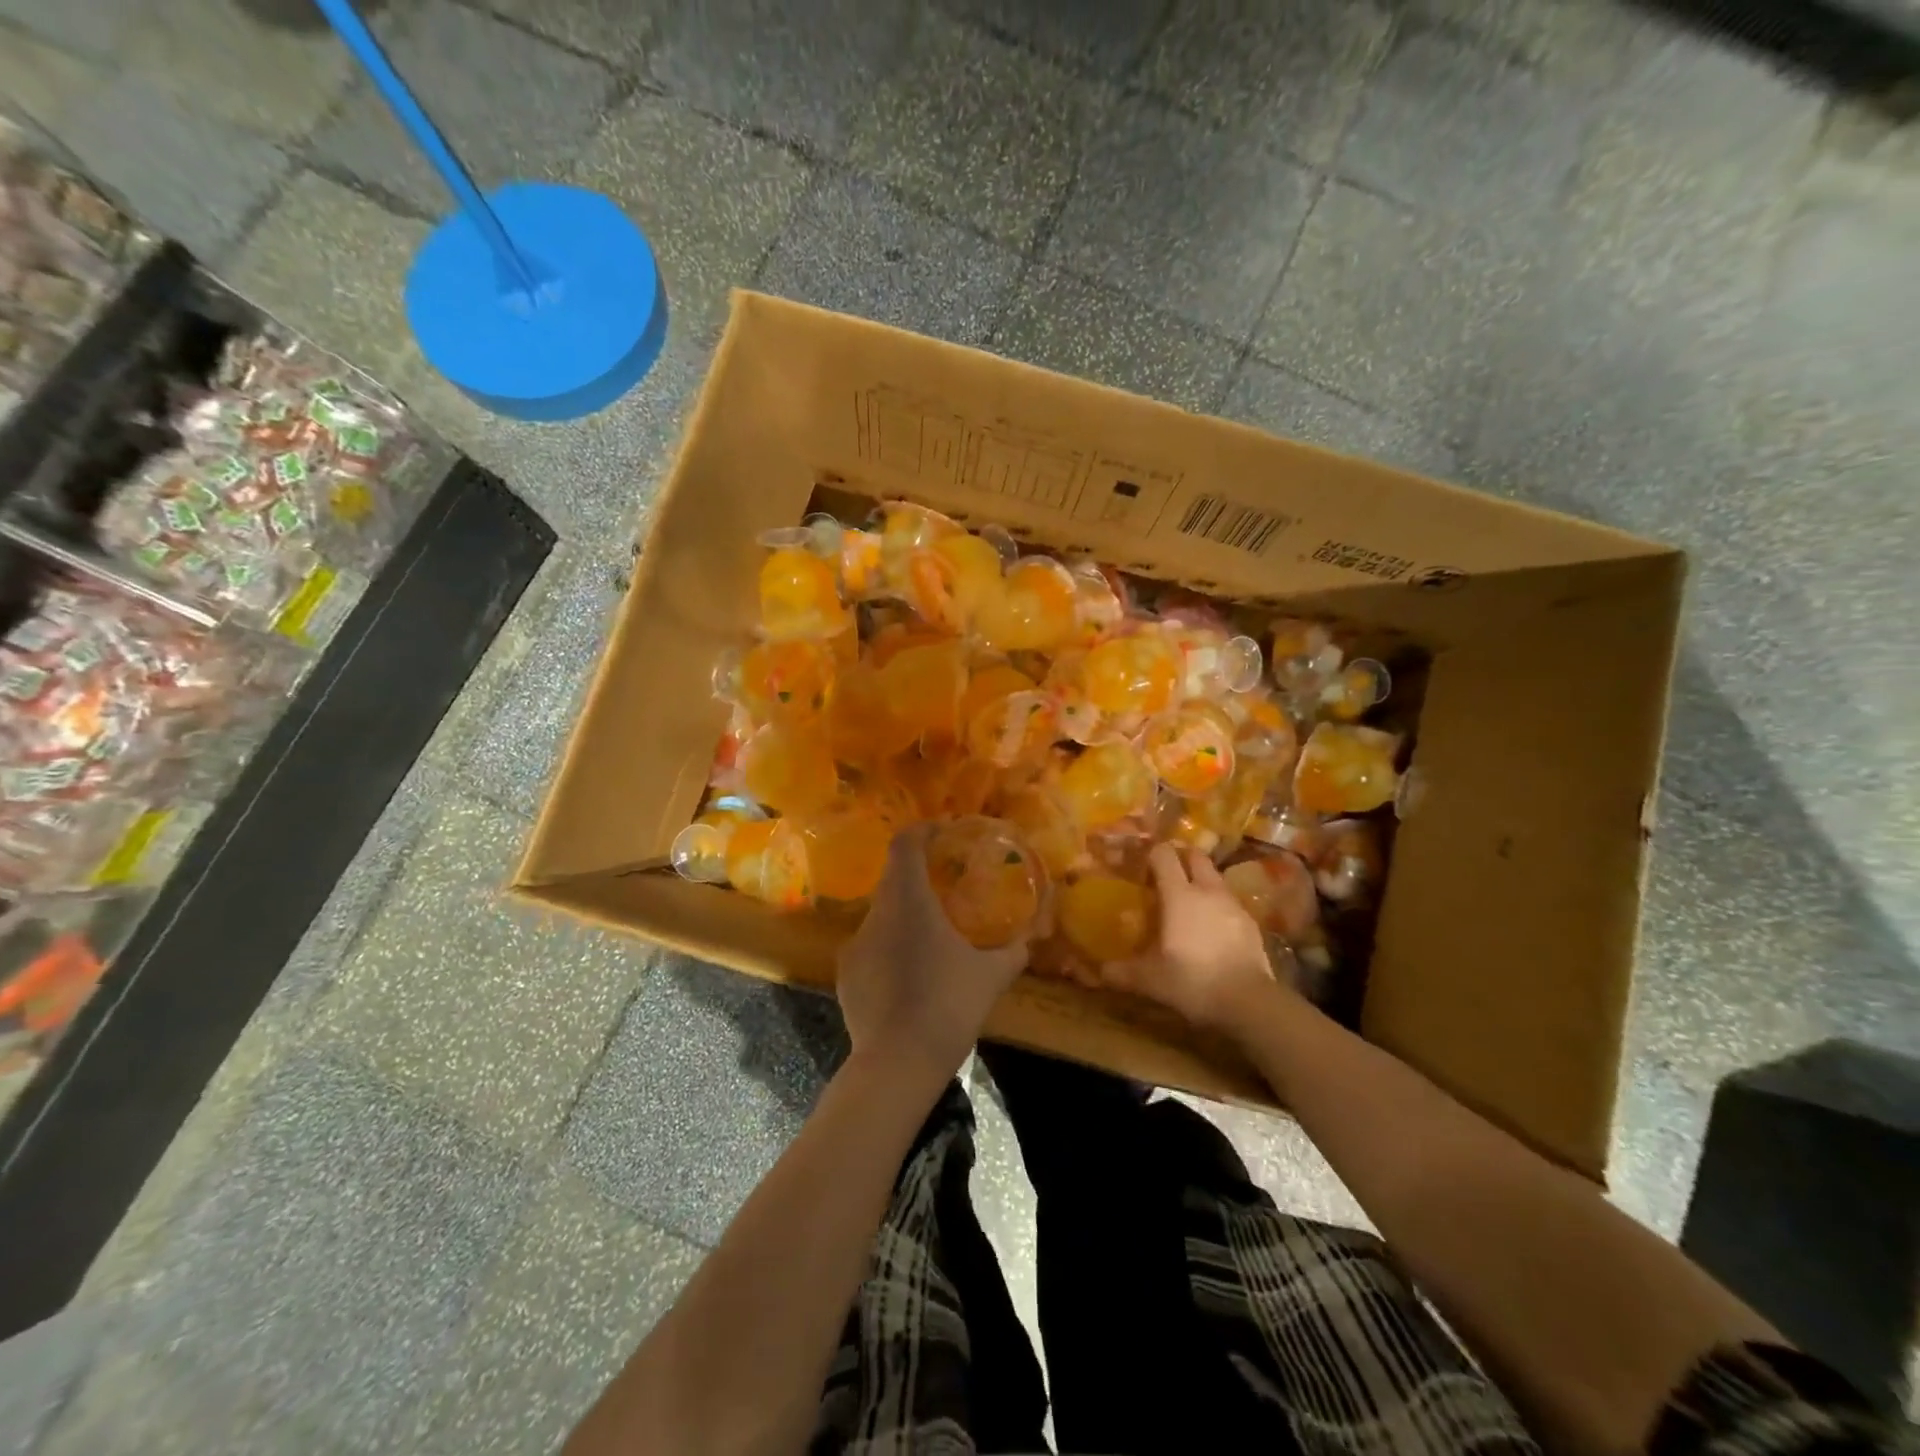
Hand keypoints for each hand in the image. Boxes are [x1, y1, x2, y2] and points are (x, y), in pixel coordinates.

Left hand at [836, 824, 1030, 1089]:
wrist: (898, 1064)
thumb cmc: (949, 1006)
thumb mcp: (991, 977)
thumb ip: (1012, 952)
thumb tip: (1027, 941)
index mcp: (908, 901)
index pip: (904, 844)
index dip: (923, 830)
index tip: (944, 832)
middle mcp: (875, 915)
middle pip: (893, 879)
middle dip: (919, 878)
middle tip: (947, 888)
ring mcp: (854, 945)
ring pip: (882, 916)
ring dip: (905, 917)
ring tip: (932, 940)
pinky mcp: (845, 975)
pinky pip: (871, 948)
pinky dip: (890, 949)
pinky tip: (910, 977)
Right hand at [1107, 843, 1287, 1032]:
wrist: (1250, 1002)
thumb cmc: (1192, 981)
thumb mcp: (1150, 980)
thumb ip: (1122, 972)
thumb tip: (1101, 972)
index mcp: (1179, 895)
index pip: (1164, 855)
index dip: (1152, 853)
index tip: (1142, 861)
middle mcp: (1207, 891)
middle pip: (1195, 856)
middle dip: (1181, 857)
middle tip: (1166, 872)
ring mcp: (1233, 905)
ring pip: (1215, 878)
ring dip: (1202, 881)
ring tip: (1189, 901)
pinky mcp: (1252, 924)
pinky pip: (1230, 903)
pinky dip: (1218, 906)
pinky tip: (1212, 928)